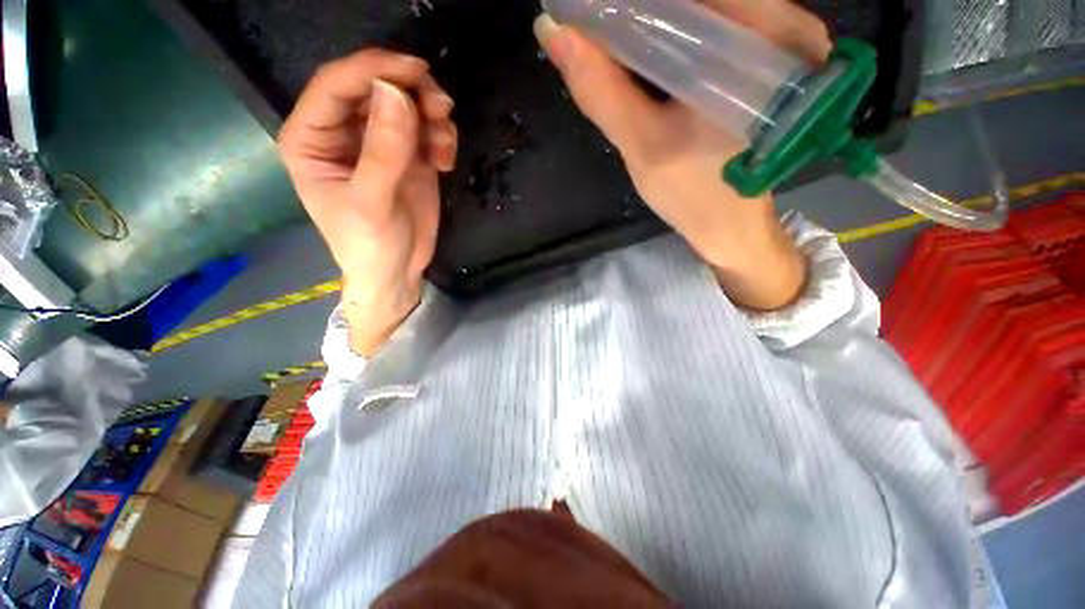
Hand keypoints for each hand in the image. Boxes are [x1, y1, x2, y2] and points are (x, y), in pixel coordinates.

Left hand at [279, 50, 457, 354]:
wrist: (398, 271)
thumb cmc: (370, 245)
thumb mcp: (371, 203)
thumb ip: (382, 151)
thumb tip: (397, 93)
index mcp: (313, 138)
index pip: (337, 85)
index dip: (374, 69)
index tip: (415, 70)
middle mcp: (344, 131)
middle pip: (376, 86)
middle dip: (412, 92)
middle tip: (442, 109)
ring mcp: (380, 142)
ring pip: (406, 103)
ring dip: (432, 116)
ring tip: (444, 146)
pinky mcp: (409, 155)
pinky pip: (427, 128)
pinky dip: (441, 137)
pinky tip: (445, 162)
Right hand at [534, 0, 831, 310]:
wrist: (732, 226)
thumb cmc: (694, 195)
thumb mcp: (643, 147)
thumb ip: (601, 92)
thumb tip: (553, 33)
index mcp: (760, 41)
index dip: (629, 2)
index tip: (590, 12)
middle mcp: (783, 23)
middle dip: (642, 10)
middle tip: (595, 26)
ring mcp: (781, 39)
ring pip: (704, 8)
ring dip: (657, 18)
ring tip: (613, 36)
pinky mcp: (769, 59)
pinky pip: (715, 26)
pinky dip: (676, 31)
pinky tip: (647, 50)